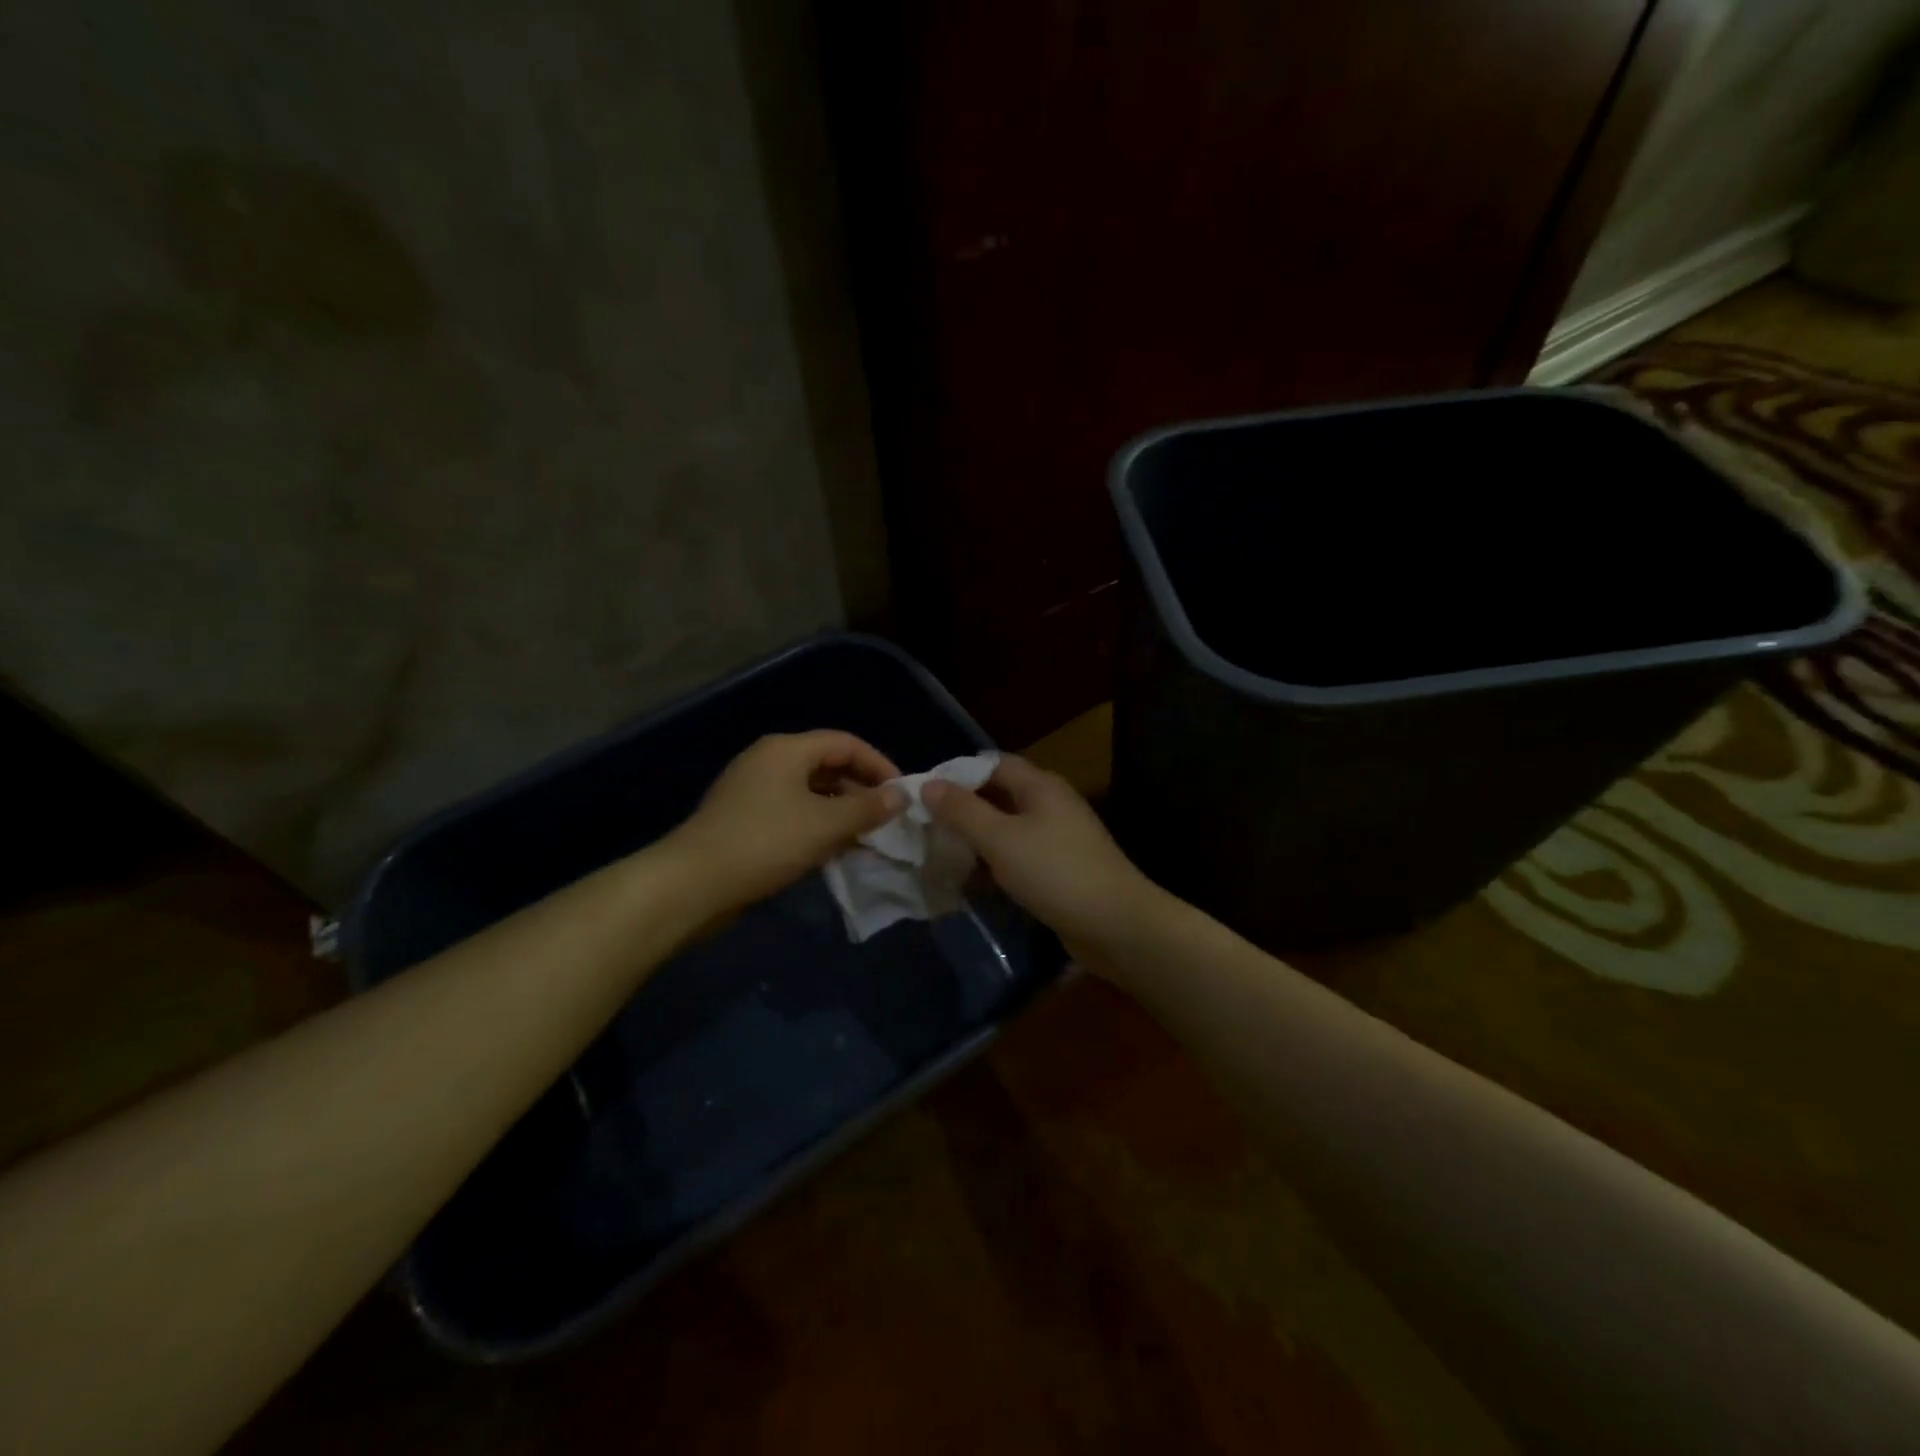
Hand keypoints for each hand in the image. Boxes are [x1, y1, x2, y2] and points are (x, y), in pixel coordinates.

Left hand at [668, 732, 905, 911]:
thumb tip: (901, 796)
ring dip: (841, 812)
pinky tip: (833, 851)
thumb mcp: (825, 825)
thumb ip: (867, 808)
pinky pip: (793, 813)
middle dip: (861, 791)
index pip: (846, 743)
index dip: (879, 765)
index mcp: (787, 750)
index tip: (902, 795)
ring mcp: (753, 791)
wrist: (693, 884)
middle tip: (887, 820)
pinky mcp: (745, 819)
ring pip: (811, 793)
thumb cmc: (765, 843)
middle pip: (828, 765)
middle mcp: (769, 762)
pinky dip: (818, 826)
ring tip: (866, 838)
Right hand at [922, 755, 1160, 962]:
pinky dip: (996, 864)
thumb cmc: (1054, 872)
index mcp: (1040, 786)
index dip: (958, 774)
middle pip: (1000, 796)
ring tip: (941, 856)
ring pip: (1008, 829)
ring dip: (978, 840)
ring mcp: (1060, 838)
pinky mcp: (1062, 869)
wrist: (1116, 924)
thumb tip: (929, 784)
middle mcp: (1052, 804)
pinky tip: (973, 882)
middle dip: (964, 810)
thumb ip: (962, 811)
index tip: (924, 795)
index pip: (992, 764)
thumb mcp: (1000, 839)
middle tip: (927, 828)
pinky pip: (1020, 856)